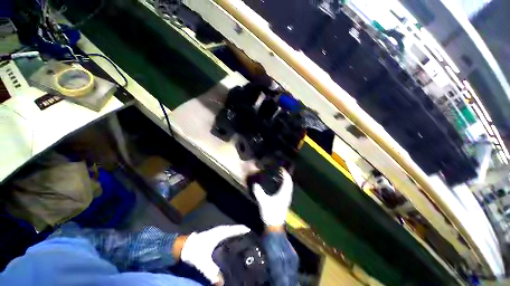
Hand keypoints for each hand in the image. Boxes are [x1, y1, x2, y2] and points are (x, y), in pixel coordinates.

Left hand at [180, 225, 249, 284]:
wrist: (184, 246)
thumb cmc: (195, 251)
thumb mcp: (203, 263)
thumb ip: (212, 272)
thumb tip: (222, 283)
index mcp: (221, 232)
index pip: (237, 229)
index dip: (246, 231)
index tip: (254, 236)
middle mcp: (222, 230)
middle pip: (236, 229)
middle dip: (244, 234)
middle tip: (252, 243)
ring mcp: (219, 231)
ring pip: (232, 231)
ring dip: (239, 235)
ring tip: (246, 243)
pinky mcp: (216, 235)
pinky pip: (228, 234)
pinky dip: (233, 236)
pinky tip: (234, 245)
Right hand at [253, 169, 293, 226]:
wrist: (274, 227)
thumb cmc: (270, 214)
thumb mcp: (263, 202)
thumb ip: (258, 192)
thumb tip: (255, 184)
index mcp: (284, 194)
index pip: (287, 181)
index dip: (285, 174)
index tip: (282, 168)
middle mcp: (287, 195)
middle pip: (289, 183)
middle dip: (286, 176)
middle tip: (281, 171)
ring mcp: (286, 199)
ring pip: (288, 187)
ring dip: (286, 181)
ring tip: (280, 176)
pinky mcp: (284, 202)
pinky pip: (286, 190)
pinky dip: (284, 186)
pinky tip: (278, 186)